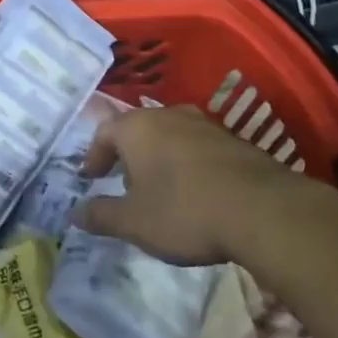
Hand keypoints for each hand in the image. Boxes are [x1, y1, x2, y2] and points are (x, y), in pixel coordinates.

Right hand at [75, 106, 316, 265]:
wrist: (262, 209)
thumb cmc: (184, 210)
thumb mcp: (134, 222)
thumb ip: (101, 216)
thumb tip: (75, 213)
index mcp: (137, 127)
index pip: (104, 132)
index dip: (94, 156)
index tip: (91, 179)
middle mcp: (168, 115)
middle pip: (138, 130)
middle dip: (128, 157)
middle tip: (125, 186)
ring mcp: (204, 124)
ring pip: (170, 136)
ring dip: (159, 159)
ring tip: (161, 191)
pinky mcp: (234, 140)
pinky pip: (198, 148)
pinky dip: (188, 165)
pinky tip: (196, 193)